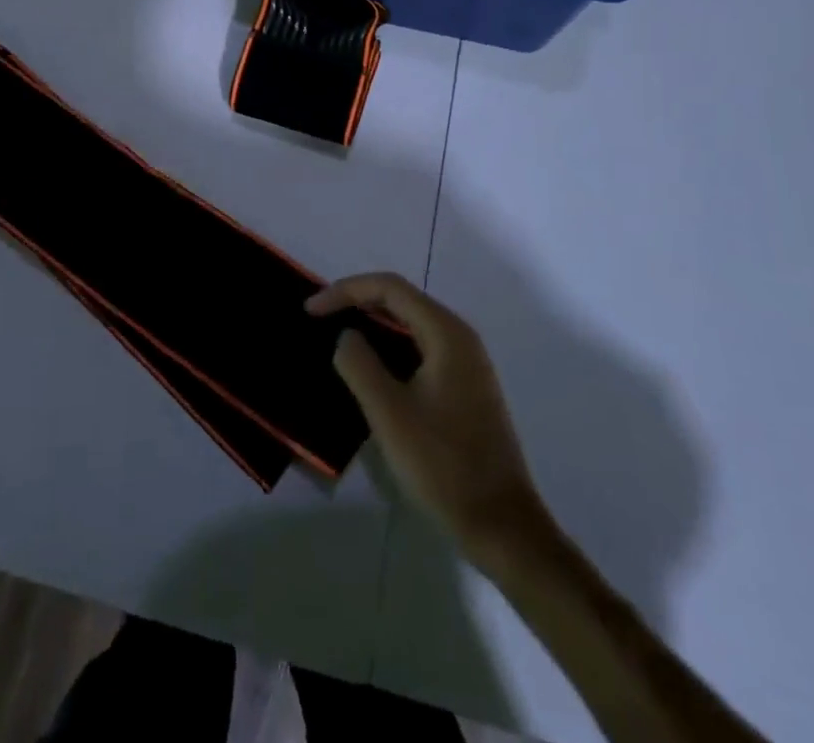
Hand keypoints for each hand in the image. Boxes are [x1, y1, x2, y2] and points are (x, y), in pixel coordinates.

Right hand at [307, 272, 548, 567]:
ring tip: (335, 338)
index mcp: (446, 332)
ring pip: (410, 325)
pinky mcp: (464, 387)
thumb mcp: (389, 414)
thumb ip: (360, 364)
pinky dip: (389, 348)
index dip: (345, 290)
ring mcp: (466, 363)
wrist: (502, 526)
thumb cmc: (443, 466)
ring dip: (372, 325)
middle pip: (401, 300)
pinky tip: (368, 369)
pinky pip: (419, 349)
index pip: (389, 288)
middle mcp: (459, 337)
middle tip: (318, 318)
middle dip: (357, 302)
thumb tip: (346, 335)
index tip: (310, 310)